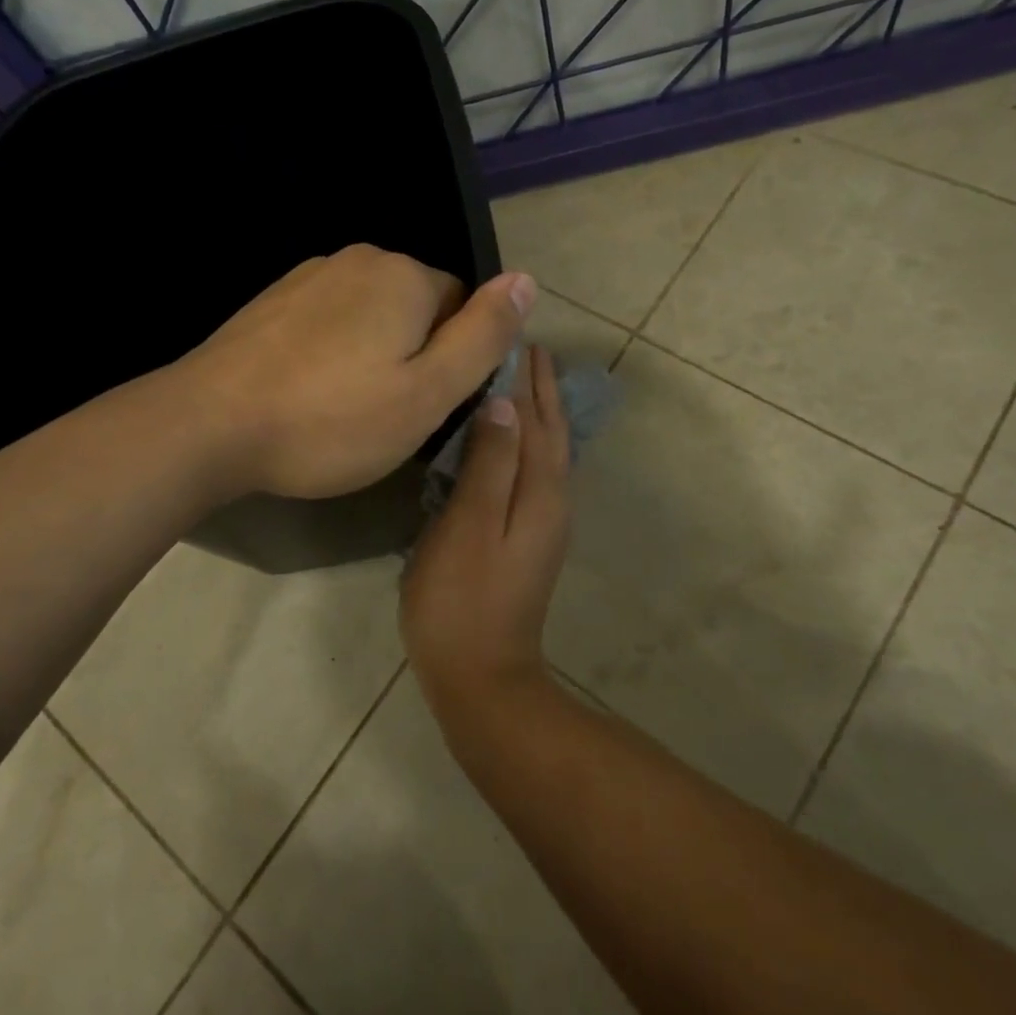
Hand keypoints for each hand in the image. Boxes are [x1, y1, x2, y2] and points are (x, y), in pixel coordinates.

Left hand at [178, 244, 534, 499]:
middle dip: (414, 354)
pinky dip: (332, 351)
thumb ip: (483, 336)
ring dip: (372, 354)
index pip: (463, 307)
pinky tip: (308, 391)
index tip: (424, 406)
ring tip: (343, 408)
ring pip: (372, 315)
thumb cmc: (331, 419)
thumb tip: (527, 279)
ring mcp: (311, 274)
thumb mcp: (427, 393)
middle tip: (385, 414)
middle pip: (417, 308)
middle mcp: (360, 259)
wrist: (209, 424)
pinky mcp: (274, 298)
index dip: (454, 362)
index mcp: (405, 276)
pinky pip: (330, 320)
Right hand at [402, 346, 572, 719]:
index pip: (534, 418)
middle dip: (540, 387)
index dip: (525, 377)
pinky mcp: (529, 538)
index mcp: (539, 491)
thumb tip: (504, 404)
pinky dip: (530, 442)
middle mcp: (552, 500)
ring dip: (539, 411)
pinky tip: (514, 440)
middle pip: (550, 431)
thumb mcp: (468, 526)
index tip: (516, 335)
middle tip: (526, 345)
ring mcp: (544, 522)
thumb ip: (489, 464)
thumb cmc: (463, 601)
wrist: (483, 678)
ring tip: (523, 379)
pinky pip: (536, 471)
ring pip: (547, 450)